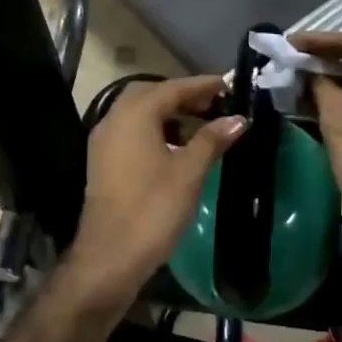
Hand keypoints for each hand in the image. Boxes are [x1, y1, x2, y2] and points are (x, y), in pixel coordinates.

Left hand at [69, 76, 244, 302]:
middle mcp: (114, 120)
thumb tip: (237, 119)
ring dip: (168, 113)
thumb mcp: (189, 172)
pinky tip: (177, 148)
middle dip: (182, 95)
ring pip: (138, 113)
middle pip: (150, 94)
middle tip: (213, 104)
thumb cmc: (153, 209)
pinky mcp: (103, 162)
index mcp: (134, 116)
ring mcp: (104, 142)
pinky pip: (131, 131)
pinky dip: (155, 130)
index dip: (201, 85)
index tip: (227, 84)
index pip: (171, 88)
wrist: (110, 257)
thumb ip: (212, 139)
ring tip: (201, 126)